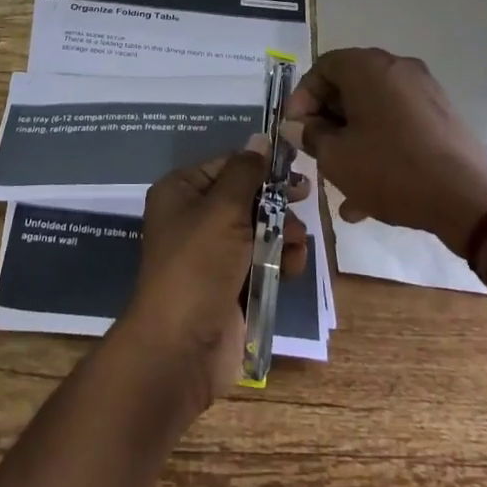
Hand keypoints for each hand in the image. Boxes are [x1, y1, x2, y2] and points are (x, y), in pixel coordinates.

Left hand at [114, 142, 309, 416]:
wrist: (181, 347)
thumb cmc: (198, 265)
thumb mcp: (223, 210)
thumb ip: (246, 172)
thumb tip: (259, 139)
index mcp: (182, 191)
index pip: (228, 164)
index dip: (261, 165)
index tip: (296, 167)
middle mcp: (194, 217)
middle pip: (246, 196)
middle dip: (276, 201)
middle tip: (305, 200)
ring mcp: (212, 253)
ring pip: (259, 228)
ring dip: (284, 233)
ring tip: (298, 243)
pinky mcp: (230, 283)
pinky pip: (262, 260)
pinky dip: (280, 260)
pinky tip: (294, 266)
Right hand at [284, 47, 486, 257]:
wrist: (469, 198)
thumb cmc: (392, 169)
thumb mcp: (337, 157)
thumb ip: (310, 136)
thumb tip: (298, 126)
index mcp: (367, 67)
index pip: (322, 67)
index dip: (301, 98)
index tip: (294, 130)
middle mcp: (397, 69)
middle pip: (348, 87)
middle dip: (326, 121)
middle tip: (314, 151)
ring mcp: (423, 92)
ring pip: (373, 111)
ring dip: (351, 140)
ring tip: (338, 182)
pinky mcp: (441, 118)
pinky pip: (397, 125)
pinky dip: (378, 148)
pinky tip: (366, 197)